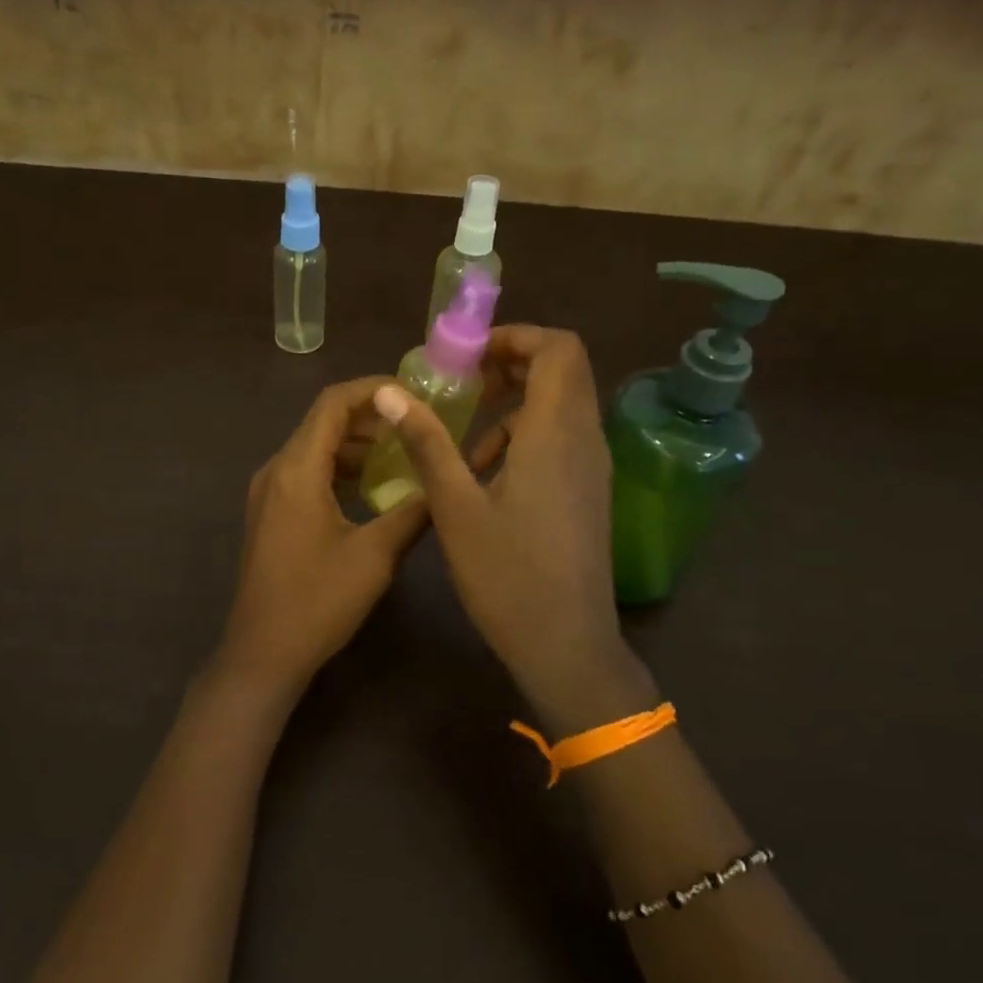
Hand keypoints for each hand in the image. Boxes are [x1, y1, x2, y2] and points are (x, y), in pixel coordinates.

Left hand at [212, 377, 429, 702]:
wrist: (263, 652)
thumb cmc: (318, 602)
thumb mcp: (375, 555)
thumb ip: (413, 512)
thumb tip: (445, 483)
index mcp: (297, 469)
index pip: (332, 403)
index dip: (372, 389)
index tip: (413, 393)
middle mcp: (276, 470)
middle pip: (322, 421)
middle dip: (369, 416)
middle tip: (415, 422)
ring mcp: (268, 492)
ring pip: (315, 448)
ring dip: (355, 444)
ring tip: (402, 451)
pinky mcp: (271, 513)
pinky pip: (307, 473)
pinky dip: (340, 468)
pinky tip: (373, 486)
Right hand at [373, 326, 655, 729]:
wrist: (566, 645)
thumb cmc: (506, 575)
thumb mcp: (455, 506)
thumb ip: (426, 442)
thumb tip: (389, 391)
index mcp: (554, 433)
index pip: (558, 348)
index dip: (515, 337)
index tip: (469, 356)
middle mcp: (584, 439)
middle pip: (563, 370)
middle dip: (513, 364)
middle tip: (464, 384)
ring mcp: (593, 467)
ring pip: (563, 405)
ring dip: (517, 403)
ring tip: (466, 439)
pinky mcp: (589, 491)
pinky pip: (563, 437)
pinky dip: (527, 435)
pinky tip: (488, 475)